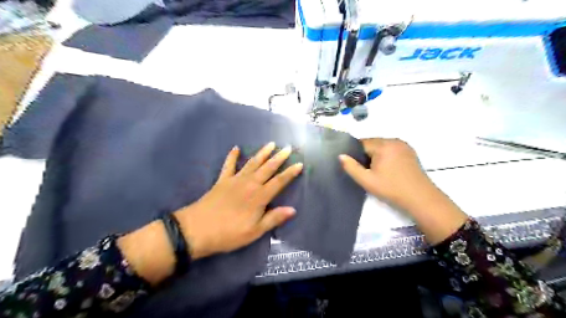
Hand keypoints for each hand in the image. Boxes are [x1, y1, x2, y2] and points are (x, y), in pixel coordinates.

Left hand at [175, 143, 304, 258]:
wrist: (197, 230)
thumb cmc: (229, 234)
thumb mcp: (254, 231)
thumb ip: (273, 218)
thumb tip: (292, 209)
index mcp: (259, 197)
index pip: (279, 182)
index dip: (290, 173)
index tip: (299, 164)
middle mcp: (249, 184)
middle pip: (267, 168)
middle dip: (279, 157)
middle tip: (288, 148)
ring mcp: (235, 180)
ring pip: (252, 163)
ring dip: (262, 153)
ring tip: (271, 144)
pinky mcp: (222, 180)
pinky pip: (228, 165)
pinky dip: (232, 156)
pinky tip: (235, 148)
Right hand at [340, 137, 433, 208]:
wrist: (420, 198)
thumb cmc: (391, 189)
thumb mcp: (367, 180)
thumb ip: (351, 167)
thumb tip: (341, 155)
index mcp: (383, 145)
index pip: (362, 143)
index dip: (355, 153)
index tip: (354, 165)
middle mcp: (394, 140)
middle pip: (372, 143)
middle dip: (366, 154)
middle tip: (365, 170)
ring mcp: (404, 145)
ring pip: (382, 146)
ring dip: (376, 155)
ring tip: (376, 171)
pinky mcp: (410, 151)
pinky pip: (391, 149)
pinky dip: (386, 155)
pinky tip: (387, 169)